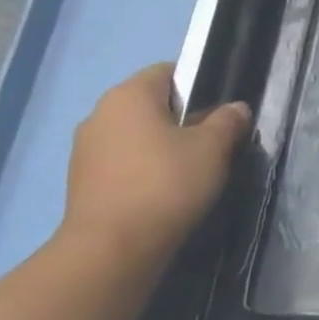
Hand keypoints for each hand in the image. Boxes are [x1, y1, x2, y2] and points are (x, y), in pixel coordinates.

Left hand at [61, 64, 250, 259]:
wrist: (113, 248)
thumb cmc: (167, 184)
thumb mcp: (213, 148)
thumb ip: (228, 121)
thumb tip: (235, 108)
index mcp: (129, 95)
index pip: (168, 72)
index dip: (200, 84)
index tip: (222, 111)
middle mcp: (100, 114)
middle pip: (152, 104)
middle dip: (184, 118)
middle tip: (215, 142)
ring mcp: (86, 148)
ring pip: (137, 134)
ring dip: (163, 145)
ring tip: (193, 170)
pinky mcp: (83, 180)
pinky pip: (124, 161)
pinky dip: (145, 168)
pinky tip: (166, 190)